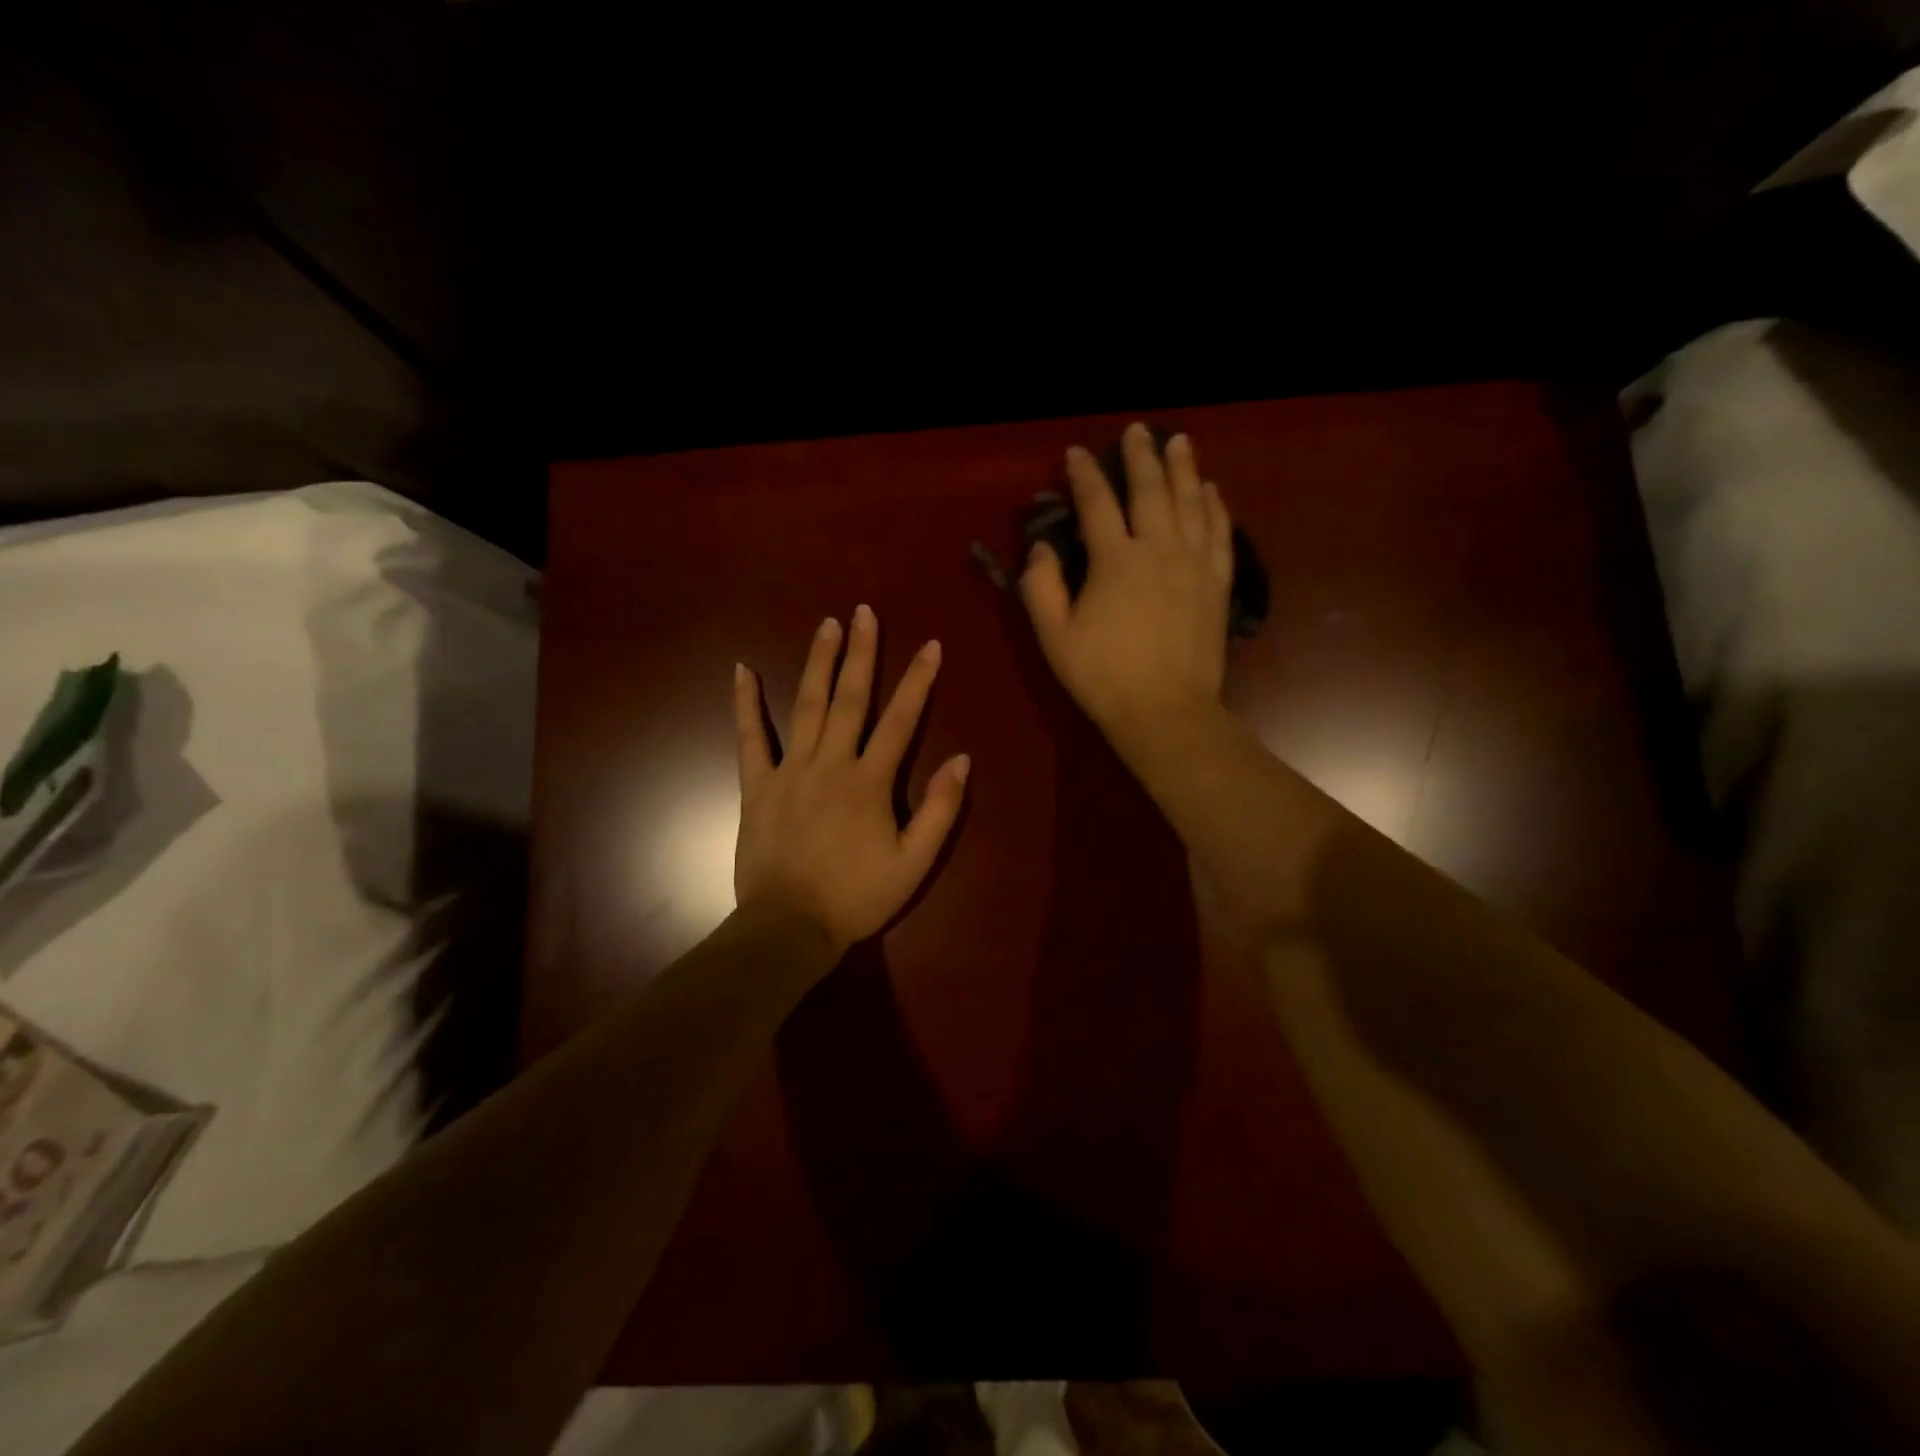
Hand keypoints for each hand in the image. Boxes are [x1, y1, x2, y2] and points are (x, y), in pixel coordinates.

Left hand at [733, 606, 970, 958]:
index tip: (930, 646)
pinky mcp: (758, 786)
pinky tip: (742, 670)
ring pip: (805, 706)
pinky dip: (745, 704)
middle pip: (850, 699)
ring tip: (826, 625)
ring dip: (817, 662)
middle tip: (863, 613)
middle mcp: (831, 764)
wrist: (790, 927)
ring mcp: (790, 771)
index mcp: (870, 781)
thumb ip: (940, 809)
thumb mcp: (914, 862)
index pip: (901, 720)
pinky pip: (750, 738)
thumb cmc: (857, 897)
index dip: (918, 681)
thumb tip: (961, 759)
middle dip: (861, 653)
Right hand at [1020, 423, 1234, 751]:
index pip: (1096, 503)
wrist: (1166, 711)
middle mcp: (1159, 549)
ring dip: (1184, 469)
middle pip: (1151, 490)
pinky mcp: (1218, 584)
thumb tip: (1041, 547)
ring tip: (1179, 442)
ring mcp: (1194, 564)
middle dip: (1140, 456)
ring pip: (1192, 502)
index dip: (1084, 475)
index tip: (1075, 454)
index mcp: (1115, 560)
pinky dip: (1216, 507)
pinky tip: (1212, 491)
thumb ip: (1042, 587)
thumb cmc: (1103, 677)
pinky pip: (1221, 533)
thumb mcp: (1054, 637)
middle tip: (1137, 431)